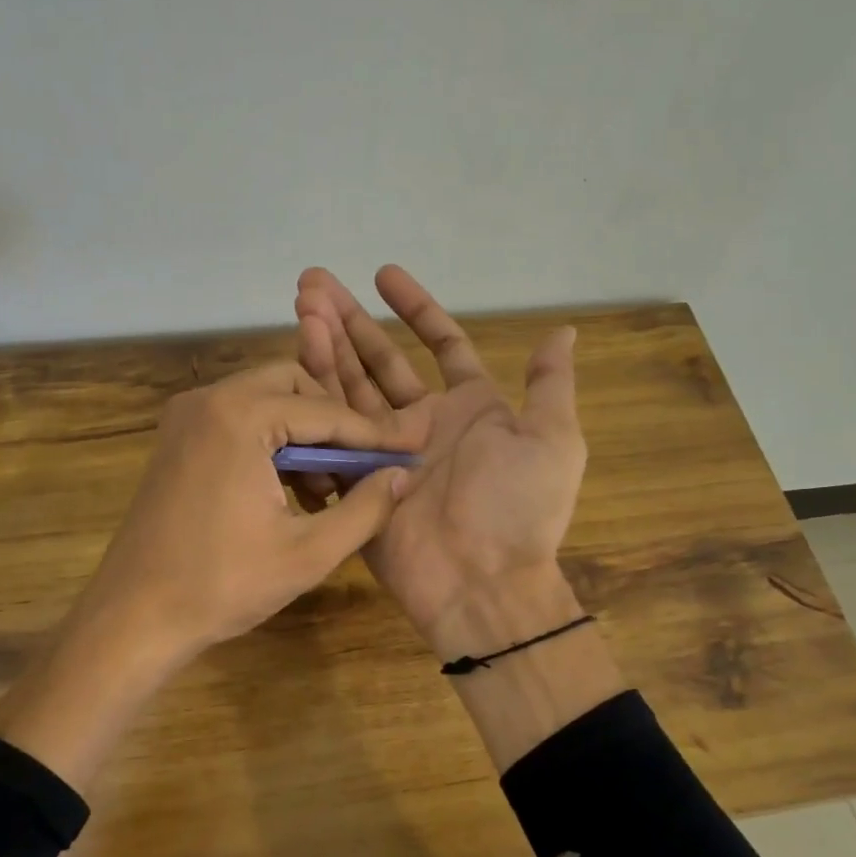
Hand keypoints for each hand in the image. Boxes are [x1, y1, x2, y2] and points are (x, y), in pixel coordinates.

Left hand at [76, 359, 426, 669]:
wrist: (134, 616)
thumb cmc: (223, 585)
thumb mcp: (309, 552)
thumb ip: (366, 509)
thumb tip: (402, 476)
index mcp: (239, 416)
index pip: (324, 410)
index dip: (370, 436)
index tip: (407, 453)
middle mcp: (208, 400)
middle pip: (292, 387)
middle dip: (331, 425)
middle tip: (358, 469)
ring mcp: (185, 418)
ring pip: (264, 402)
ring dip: (301, 435)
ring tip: (326, 491)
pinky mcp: (175, 440)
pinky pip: (237, 422)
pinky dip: (270, 445)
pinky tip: (288, 492)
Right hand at [293, 266, 585, 655]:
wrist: (481, 581)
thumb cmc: (519, 506)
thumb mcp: (552, 439)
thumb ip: (549, 384)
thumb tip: (562, 330)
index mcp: (470, 408)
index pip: (440, 345)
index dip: (414, 309)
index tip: (383, 275)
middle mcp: (423, 424)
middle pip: (380, 362)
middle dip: (349, 322)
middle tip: (312, 284)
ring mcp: (385, 452)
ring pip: (350, 390)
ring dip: (325, 349)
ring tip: (300, 307)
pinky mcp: (356, 481)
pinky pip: (331, 435)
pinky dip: (313, 402)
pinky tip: (293, 365)